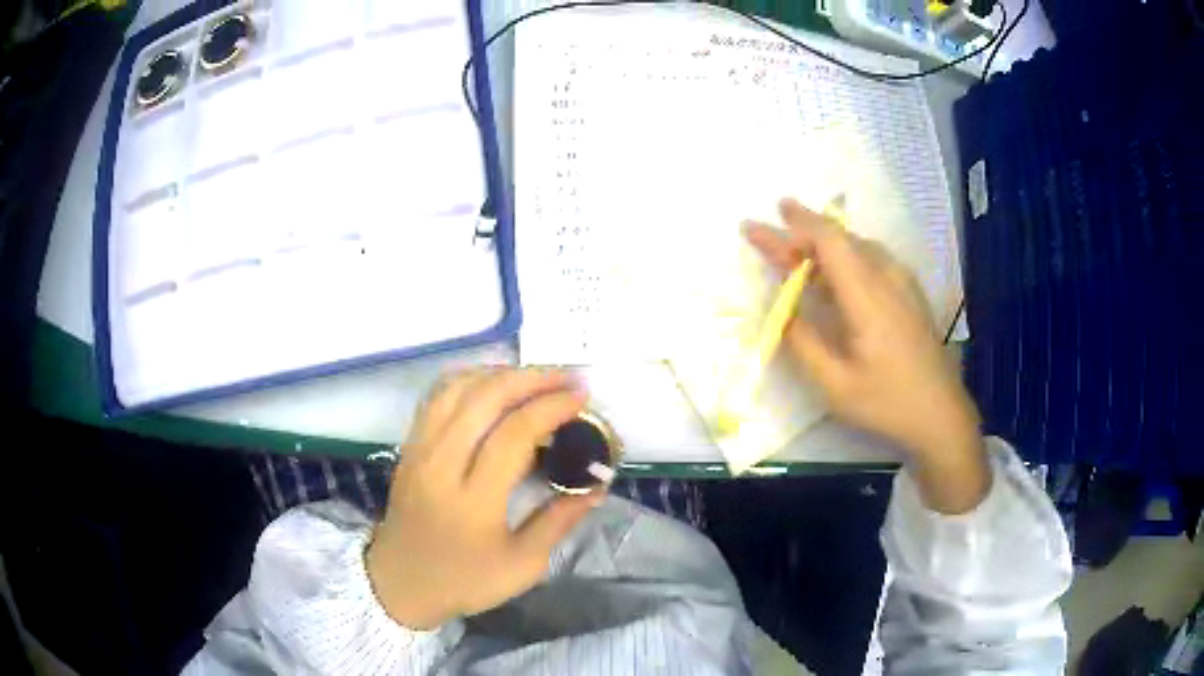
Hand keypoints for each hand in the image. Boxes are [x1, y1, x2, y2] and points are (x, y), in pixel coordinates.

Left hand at [366, 368, 601, 629]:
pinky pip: (437, 396)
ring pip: (457, 388)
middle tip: (567, 377)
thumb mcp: (521, 566)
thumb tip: (596, 487)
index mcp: (473, 500)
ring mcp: (420, 450)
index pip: (513, 434)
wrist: (400, 582)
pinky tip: (492, 382)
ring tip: (536, 377)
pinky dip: (469, 379)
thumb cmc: (464, 580)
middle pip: (484, 399)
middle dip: (532, 378)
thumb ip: (559, 522)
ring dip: (500, 373)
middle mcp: (441, 464)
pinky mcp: (410, 446)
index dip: (551, 407)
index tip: (582, 397)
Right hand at [745, 199, 988, 513]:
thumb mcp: (835, 384)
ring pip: (857, 245)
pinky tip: (833, 271)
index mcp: (867, 295)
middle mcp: (887, 277)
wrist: (941, 414)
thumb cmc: (887, 402)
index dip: (789, 228)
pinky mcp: (909, 293)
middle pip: (840, 238)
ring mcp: (902, 283)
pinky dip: (843, 256)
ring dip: (822, 243)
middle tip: (766, 235)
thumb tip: (782, 309)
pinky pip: (871, 258)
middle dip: (799, 232)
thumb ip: (803, 342)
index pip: (827, 240)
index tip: (755, 225)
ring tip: (793, 249)